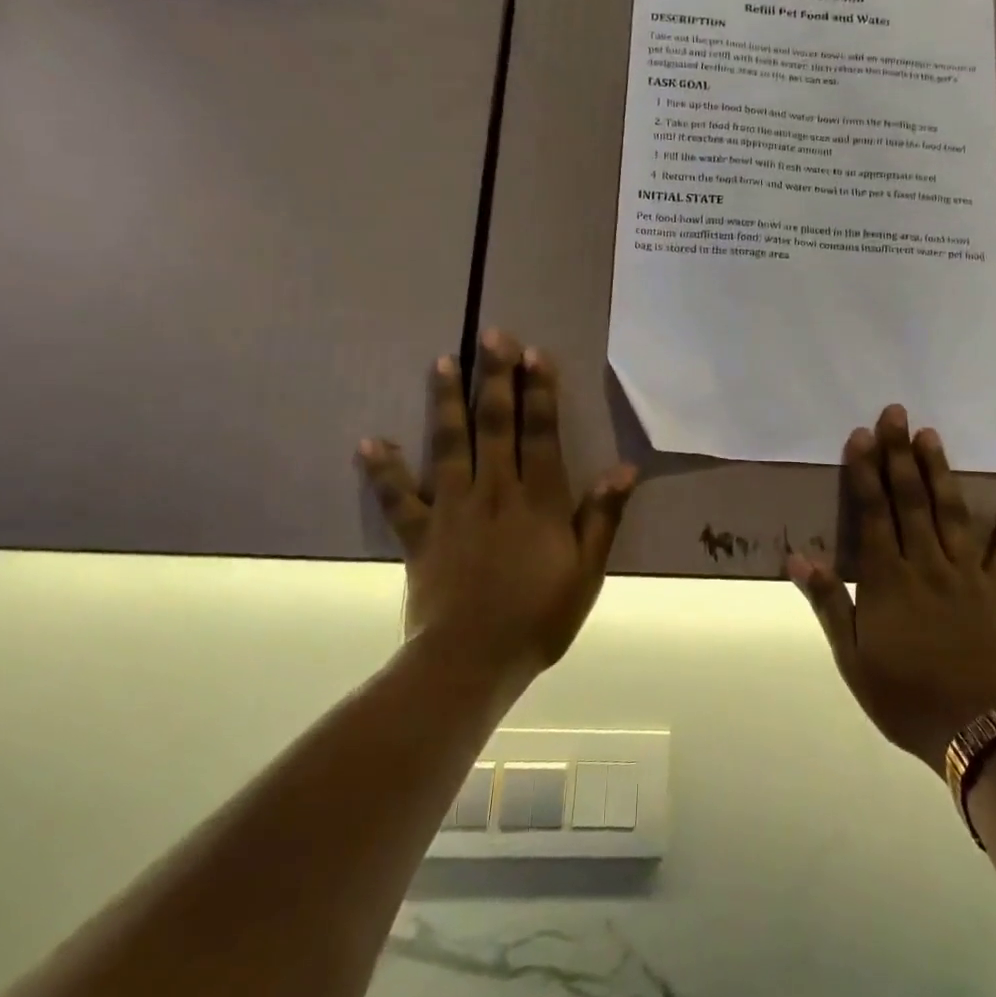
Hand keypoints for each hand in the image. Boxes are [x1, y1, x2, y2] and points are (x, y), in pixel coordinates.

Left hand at [358, 330, 636, 686]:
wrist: (471, 661)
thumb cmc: (539, 617)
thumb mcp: (586, 571)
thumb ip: (601, 517)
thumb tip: (624, 469)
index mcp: (538, 499)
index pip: (541, 433)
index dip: (540, 392)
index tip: (535, 353)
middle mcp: (495, 491)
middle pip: (495, 424)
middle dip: (496, 377)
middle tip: (493, 335)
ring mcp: (452, 509)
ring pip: (449, 445)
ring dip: (447, 401)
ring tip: (443, 361)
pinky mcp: (420, 534)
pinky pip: (398, 497)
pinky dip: (383, 469)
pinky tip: (370, 441)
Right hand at [788, 404, 995, 770]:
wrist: (979, 734)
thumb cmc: (907, 698)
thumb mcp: (853, 660)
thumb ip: (829, 603)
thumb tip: (797, 557)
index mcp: (889, 580)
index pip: (874, 514)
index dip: (866, 472)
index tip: (861, 435)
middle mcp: (928, 565)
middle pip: (912, 500)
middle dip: (900, 454)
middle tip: (897, 413)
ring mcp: (969, 576)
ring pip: (953, 514)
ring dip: (941, 472)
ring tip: (933, 436)